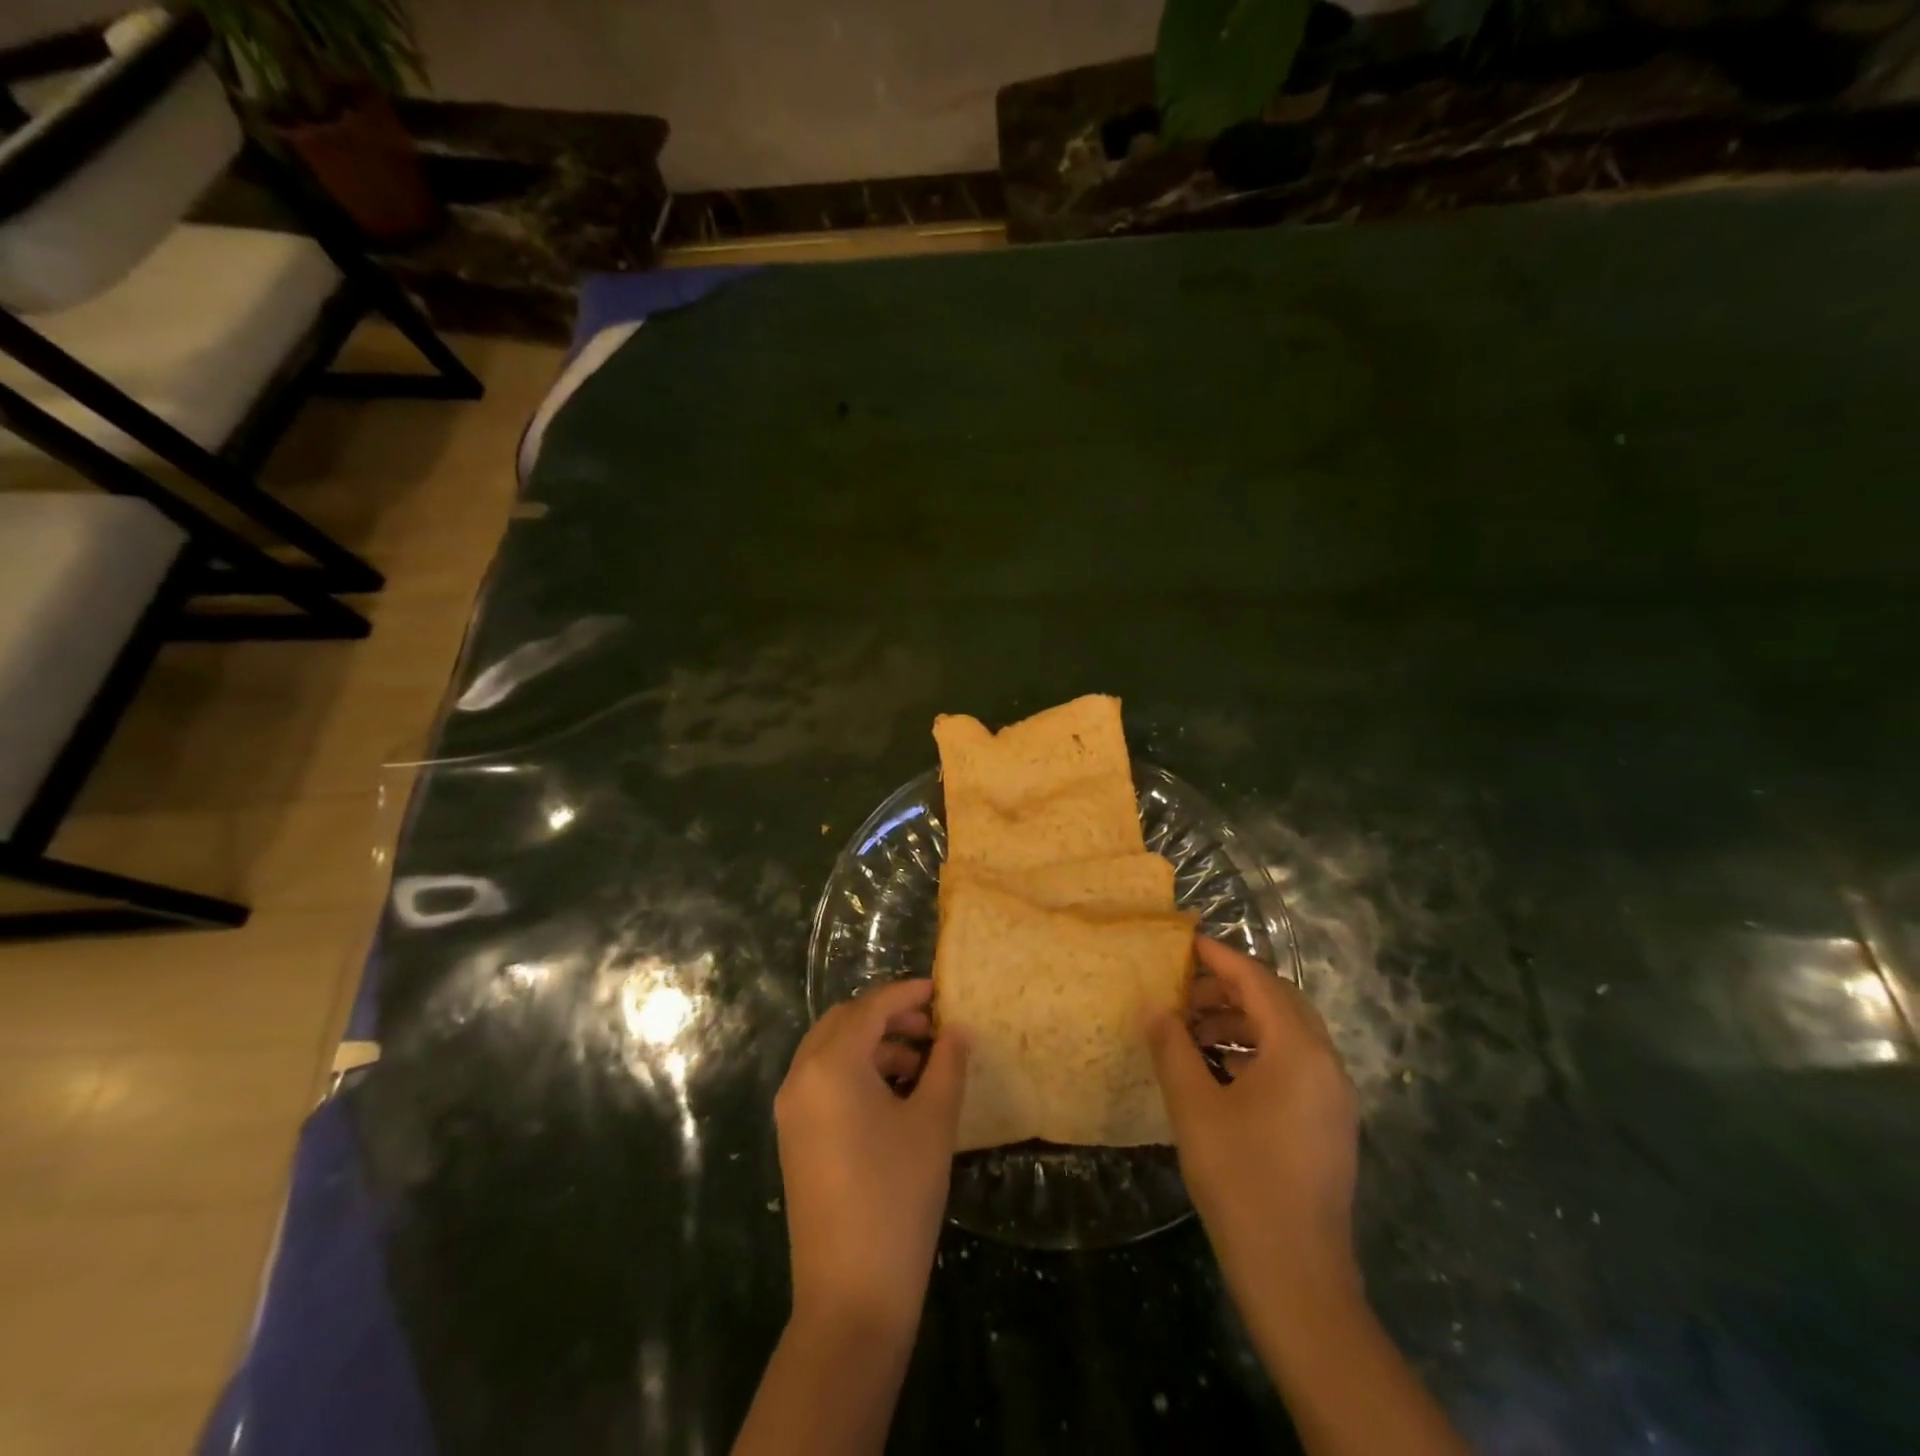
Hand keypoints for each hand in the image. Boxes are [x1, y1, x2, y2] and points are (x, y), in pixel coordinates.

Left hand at [774, 978, 968, 1339]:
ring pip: (831, 1051)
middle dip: (887, 1016)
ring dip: (873, 1045)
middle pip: (844, 1022)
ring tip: (921, 1063)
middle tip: (931, 1026)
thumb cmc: (897, 1197)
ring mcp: (791, 1110)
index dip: (907, 993)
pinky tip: (894, 1094)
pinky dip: (857, 1072)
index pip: (870, 1007)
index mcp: (831, 1065)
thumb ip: (948, 1064)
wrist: (851, 1296)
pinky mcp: (794, 1138)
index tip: (940, 990)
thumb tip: (957, 1029)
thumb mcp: (932, 1122)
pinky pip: (823, 1081)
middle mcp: (801, 1077)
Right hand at [1147, 936, 1359, 1300]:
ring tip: (1195, 1030)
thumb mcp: (1194, 1108)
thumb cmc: (1241, 1181)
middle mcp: (1327, 1065)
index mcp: (1299, 1052)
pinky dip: (1258, 1051)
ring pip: (1289, 1034)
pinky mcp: (1331, 1124)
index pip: (1259, 982)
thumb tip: (1154, 1007)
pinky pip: (1295, 1064)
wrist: (1297, 1278)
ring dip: (1244, 1021)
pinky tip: (1222, 1070)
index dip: (1221, 959)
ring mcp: (1334, 1097)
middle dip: (1232, 989)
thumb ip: (1172, 1048)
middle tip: (1185, 991)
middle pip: (1280, 1002)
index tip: (1187, 943)